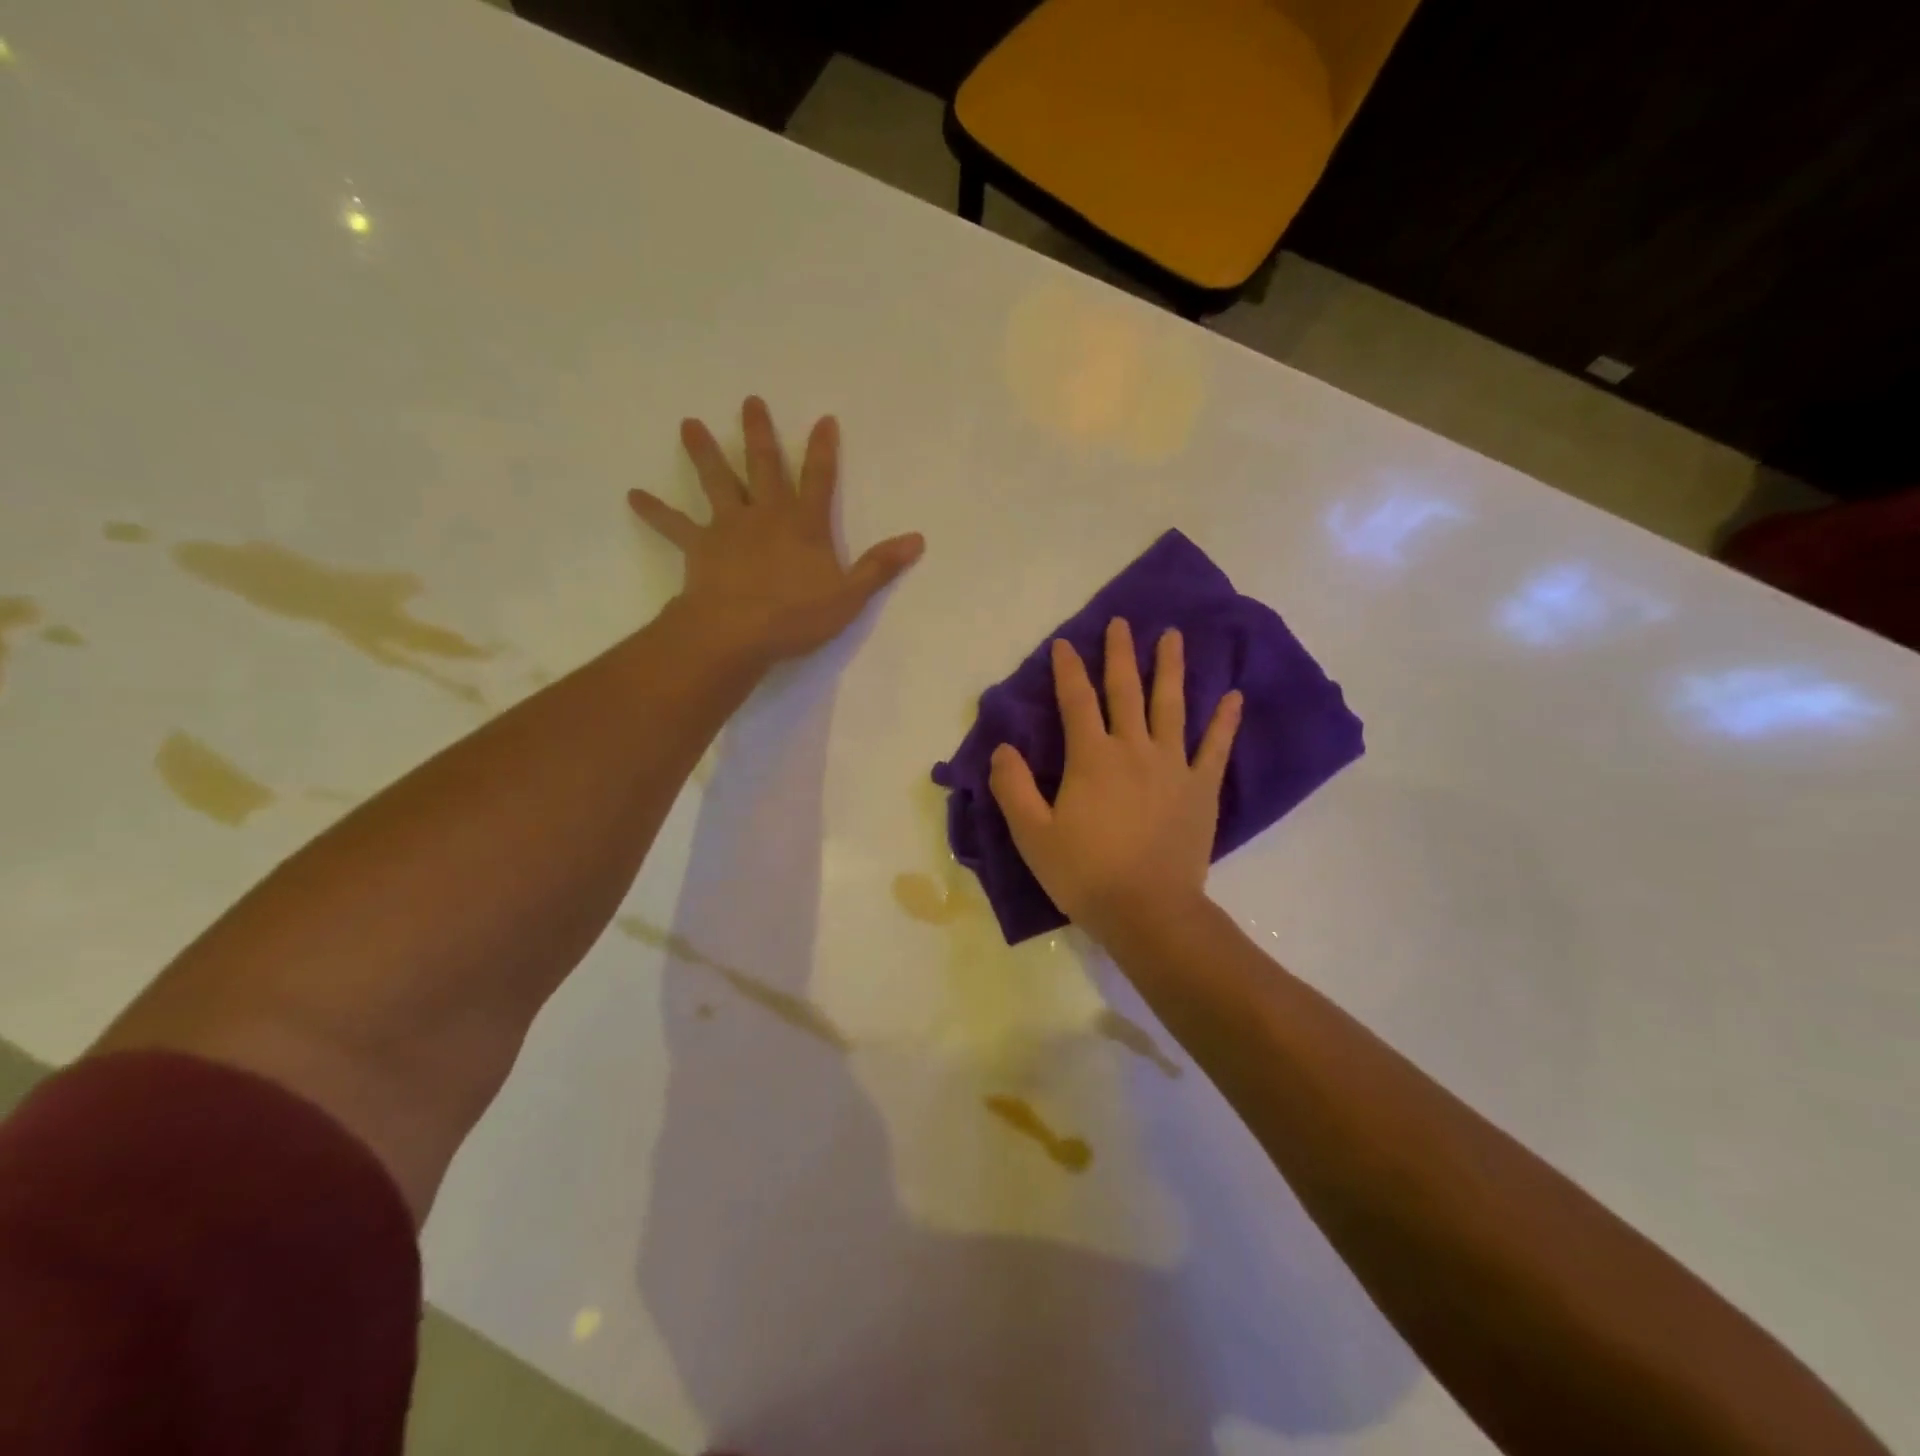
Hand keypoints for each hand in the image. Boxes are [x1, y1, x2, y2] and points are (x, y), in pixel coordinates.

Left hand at [628, 397, 924, 662]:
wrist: (736, 633)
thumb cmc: (796, 617)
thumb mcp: (849, 596)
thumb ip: (879, 567)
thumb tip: (917, 540)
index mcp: (804, 525)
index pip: (819, 479)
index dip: (823, 450)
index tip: (823, 419)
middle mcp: (766, 515)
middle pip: (764, 466)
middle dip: (760, 433)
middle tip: (750, 400)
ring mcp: (729, 527)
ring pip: (717, 482)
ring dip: (704, 453)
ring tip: (689, 424)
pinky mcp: (699, 547)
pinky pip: (674, 525)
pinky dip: (655, 511)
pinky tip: (633, 496)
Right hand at [990, 619, 1240, 944]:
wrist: (1147, 911)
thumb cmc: (1084, 873)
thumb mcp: (1031, 834)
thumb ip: (1013, 787)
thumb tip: (1002, 748)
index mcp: (1091, 757)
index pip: (1076, 700)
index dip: (1068, 670)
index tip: (1064, 644)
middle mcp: (1133, 749)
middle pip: (1126, 690)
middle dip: (1120, 654)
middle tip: (1122, 622)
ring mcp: (1173, 766)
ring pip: (1172, 706)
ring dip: (1171, 668)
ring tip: (1173, 637)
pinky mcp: (1201, 788)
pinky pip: (1216, 747)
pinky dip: (1225, 721)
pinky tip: (1233, 696)